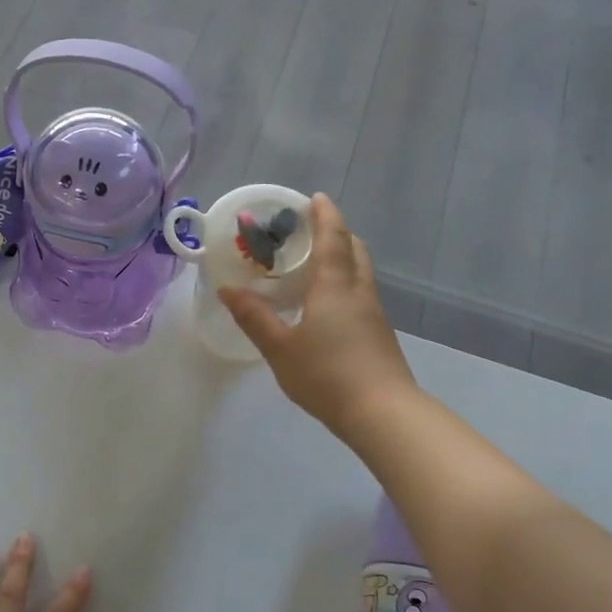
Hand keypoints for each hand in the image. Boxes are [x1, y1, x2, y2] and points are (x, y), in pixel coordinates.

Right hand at [219, 193, 417, 443]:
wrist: (383, 413)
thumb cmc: (327, 375)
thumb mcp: (279, 348)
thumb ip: (254, 317)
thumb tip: (227, 290)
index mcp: (335, 287)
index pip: (332, 238)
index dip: (325, 215)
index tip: (315, 197)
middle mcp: (359, 292)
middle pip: (354, 249)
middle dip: (337, 232)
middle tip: (311, 230)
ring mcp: (374, 314)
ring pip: (361, 272)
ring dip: (343, 258)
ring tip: (315, 264)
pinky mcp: (379, 334)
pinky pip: (361, 293)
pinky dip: (345, 283)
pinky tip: (326, 304)